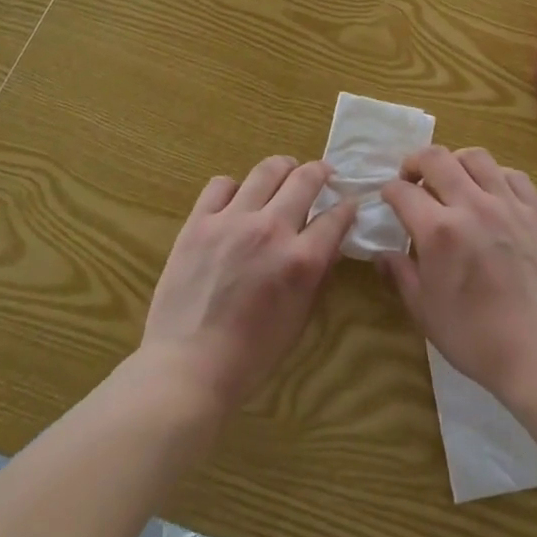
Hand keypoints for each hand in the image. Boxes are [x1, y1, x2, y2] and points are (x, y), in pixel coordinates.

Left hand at [141, 156, 355, 416]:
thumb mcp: (299, 319)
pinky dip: (235, 187)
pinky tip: (238, 200)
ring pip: (266, 170)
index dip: (347, 207)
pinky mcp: (199, 222)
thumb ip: (317, 275)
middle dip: (321, 172)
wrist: (187, 367)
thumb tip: (329, 243)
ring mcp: (232, 221)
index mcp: (301, 260)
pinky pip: (221, 184)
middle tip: (323, 174)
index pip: (336, 217)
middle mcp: (271, 230)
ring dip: (283, 168)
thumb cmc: (250, 355)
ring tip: (285, 173)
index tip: (349, 203)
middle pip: (306, 179)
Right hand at [379, 147, 536, 403]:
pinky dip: (495, 175)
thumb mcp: (424, 312)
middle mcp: (471, 205)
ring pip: (476, 157)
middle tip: (412, 179)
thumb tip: (381, 254)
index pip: (403, 192)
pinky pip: (512, 174)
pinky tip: (490, 193)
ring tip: (452, 180)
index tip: (389, 199)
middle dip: (415, 162)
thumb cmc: (475, 337)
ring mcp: (507, 205)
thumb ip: (400, 274)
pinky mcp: (535, 212)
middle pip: (436, 158)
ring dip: (455, 162)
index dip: (390, 191)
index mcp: (439, 231)